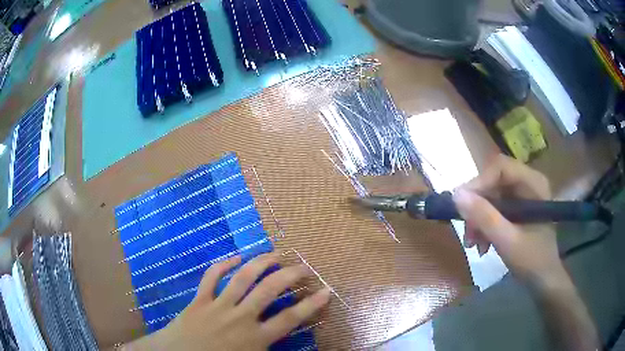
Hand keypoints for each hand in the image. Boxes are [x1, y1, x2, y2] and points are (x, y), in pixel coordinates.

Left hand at [125, 252, 330, 350]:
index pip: (290, 318)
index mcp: (255, 338)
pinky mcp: (199, 299)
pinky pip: (211, 277)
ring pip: (242, 278)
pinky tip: (235, 257)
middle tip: (302, 266)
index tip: (326, 290)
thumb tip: (290, 348)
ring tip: (274, 254)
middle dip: (289, 275)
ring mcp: (218, 306)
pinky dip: (223, 264)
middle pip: (269, 291)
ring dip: (260, 263)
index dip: (311, 304)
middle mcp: (240, 318)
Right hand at [452, 154, 564, 284]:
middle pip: (494, 182)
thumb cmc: (532, 260)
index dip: (480, 182)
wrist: (543, 279)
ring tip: (473, 244)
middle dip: (477, 207)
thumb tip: (456, 194)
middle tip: (467, 232)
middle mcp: (528, 183)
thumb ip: (484, 217)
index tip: (462, 206)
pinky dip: (485, 226)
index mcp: (533, 183)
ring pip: (491, 197)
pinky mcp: (517, 209)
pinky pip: (495, 209)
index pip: (500, 167)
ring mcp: (523, 196)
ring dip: (479, 220)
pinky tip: (482, 244)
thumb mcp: (507, 241)